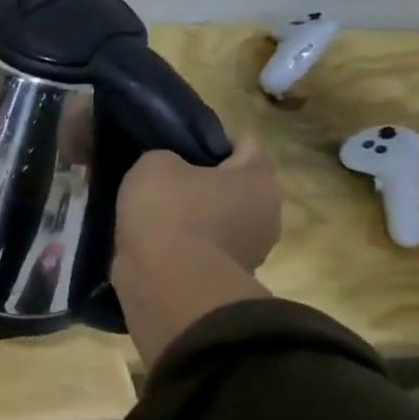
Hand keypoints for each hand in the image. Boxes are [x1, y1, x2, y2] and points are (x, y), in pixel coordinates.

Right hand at [109, 134, 281, 364]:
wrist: (167, 284)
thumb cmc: (168, 212)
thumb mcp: (153, 164)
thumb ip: (165, 156)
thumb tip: (168, 170)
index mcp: (259, 177)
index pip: (243, 141)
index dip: (208, 135)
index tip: (175, 139)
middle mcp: (267, 212)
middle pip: (233, 183)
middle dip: (201, 178)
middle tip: (161, 175)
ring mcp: (250, 250)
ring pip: (218, 217)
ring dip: (192, 214)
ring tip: (151, 210)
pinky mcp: (225, 277)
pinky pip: (203, 247)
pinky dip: (183, 242)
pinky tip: (153, 240)